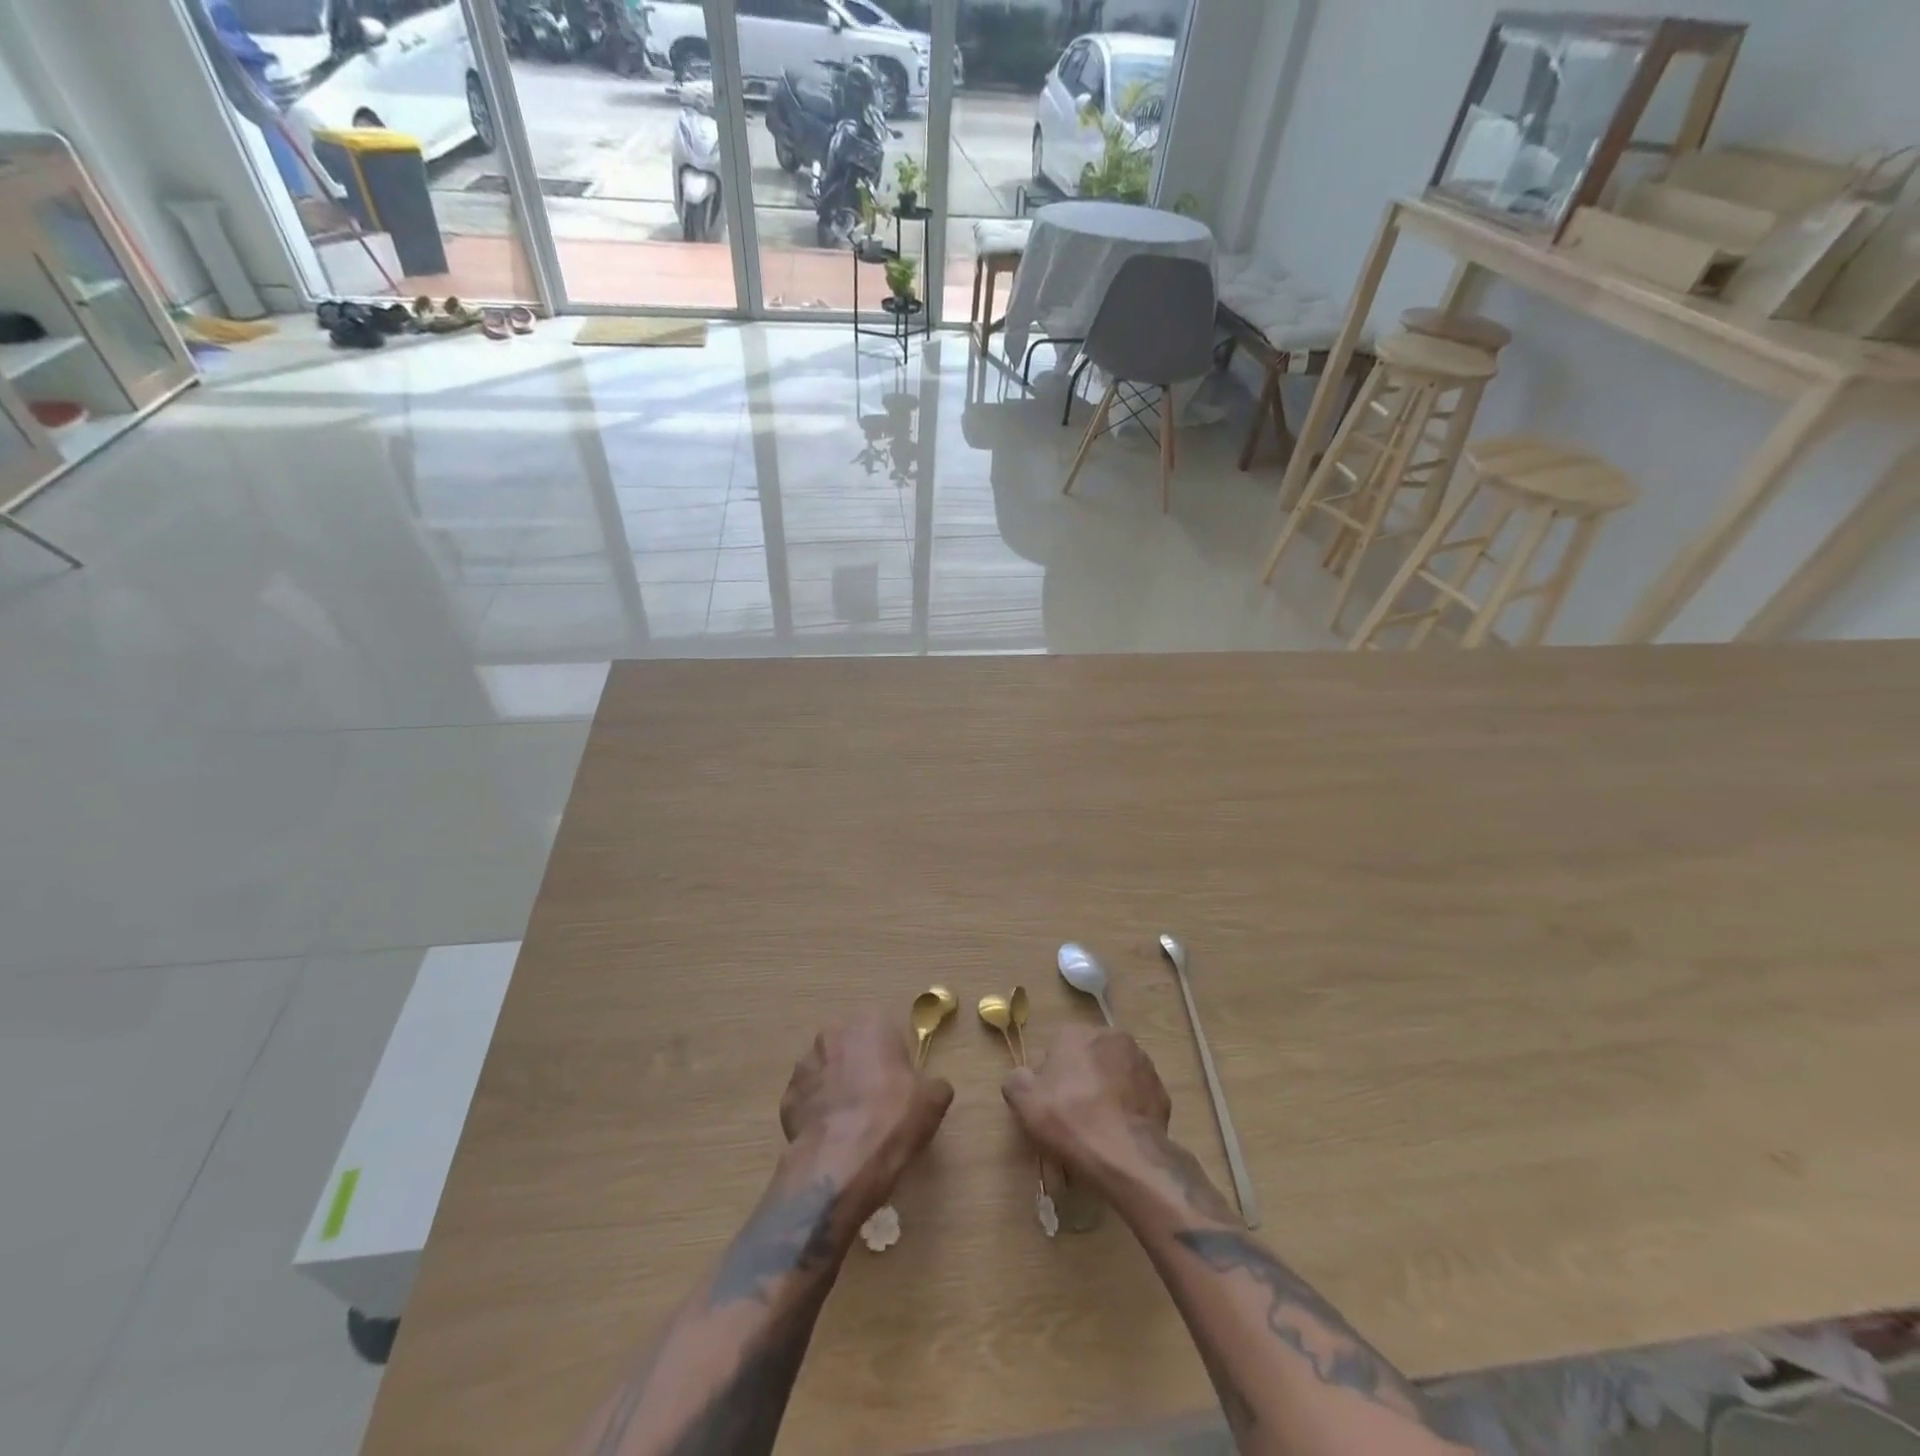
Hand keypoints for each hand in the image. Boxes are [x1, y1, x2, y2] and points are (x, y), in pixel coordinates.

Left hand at [779, 1010, 953, 1217]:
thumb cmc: (894, 1116)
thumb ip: (933, 1085)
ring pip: (826, 1072)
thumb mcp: (933, 1100)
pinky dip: (818, 1114)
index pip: (884, 1031)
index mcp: (870, 1023)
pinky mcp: (787, 1098)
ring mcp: (805, 1065)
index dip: (892, 1058)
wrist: (844, 1160)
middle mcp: (833, 1034)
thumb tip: (932, 1089)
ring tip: (852, 1125)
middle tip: (876, 1101)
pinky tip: (832, 1138)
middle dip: (860, 1067)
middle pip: (851, 1047)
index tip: (899, 1084)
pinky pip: (808, 1101)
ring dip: (836, 1089)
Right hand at [1002, 1025, 1171, 1187]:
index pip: (1055, 1049)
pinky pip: (1135, 1096)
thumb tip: (1022, 1077)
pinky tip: (1118, 1133)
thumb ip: (1016, 1080)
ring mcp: (1141, 1062)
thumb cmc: (1070, 1120)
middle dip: (1079, 1081)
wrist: (1126, 1156)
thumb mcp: (1024, 1101)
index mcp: (1076, 1032)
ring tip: (1098, 1128)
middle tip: (1072, 1117)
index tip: (1048, 1105)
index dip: (1048, 1079)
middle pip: (1086, 1059)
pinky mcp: (1160, 1090)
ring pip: (1113, 1075)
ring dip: (1105, 1092)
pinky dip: (1127, 1109)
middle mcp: (1111, 1037)